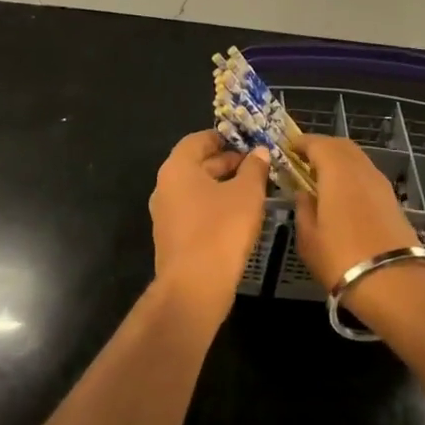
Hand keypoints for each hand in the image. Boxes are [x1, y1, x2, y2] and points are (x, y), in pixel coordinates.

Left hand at [149, 130, 270, 324]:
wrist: (194, 287)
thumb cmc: (221, 229)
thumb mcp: (247, 193)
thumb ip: (254, 168)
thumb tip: (259, 152)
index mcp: (177, 168)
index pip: (197, 140)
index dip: (222, 137)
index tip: (246, 141)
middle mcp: (164, 187)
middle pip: (196, 165)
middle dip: (226, 163)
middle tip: (255, 166)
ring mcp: (165, 215)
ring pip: (196, 190)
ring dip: (222, 186)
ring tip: (252, 190)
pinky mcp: (172, 239)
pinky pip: (194, 212)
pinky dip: (214, 207)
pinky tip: (238, 217)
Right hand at [293, 136, 423, 290]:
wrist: (396, 284)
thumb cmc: (342, 259)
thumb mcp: (308, 238)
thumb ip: (303, 208)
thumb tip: (303, 193)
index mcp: (338, 171)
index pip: (317, 143)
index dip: (301, 142)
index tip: (287, 149)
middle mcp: (362, 169)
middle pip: (341, 145)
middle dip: (321, 147)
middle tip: (302, 161)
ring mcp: (381, 184)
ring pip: (357, 159)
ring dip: (338, 161)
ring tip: (320, 179)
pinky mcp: (393, 201)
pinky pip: (367, 176)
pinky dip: (352, 176)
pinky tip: (342, 196)